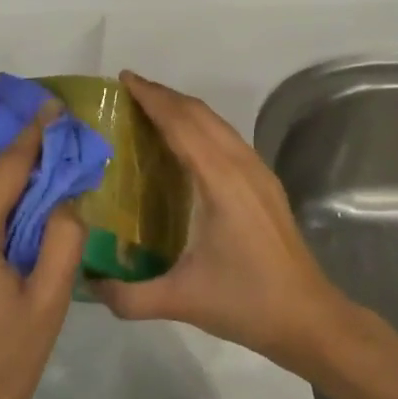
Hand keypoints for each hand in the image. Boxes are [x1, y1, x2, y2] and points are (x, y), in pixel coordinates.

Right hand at [92, 71, 346, 372]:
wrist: (309, 318)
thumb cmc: (247, 303)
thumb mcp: (181, 301)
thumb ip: (129, 296)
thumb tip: (88, 284)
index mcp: (220, 181)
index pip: (181, 124)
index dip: (152, 98)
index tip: (124, 79)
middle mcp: (241, 165)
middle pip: (200, 113)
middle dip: (164, 95)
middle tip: (128, 89)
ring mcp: (258, 171)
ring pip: (217, 122)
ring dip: (184, 108)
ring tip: (151, 107)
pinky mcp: (265, 183)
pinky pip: (227, 137)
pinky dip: (201, 125)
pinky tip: (185, 141)